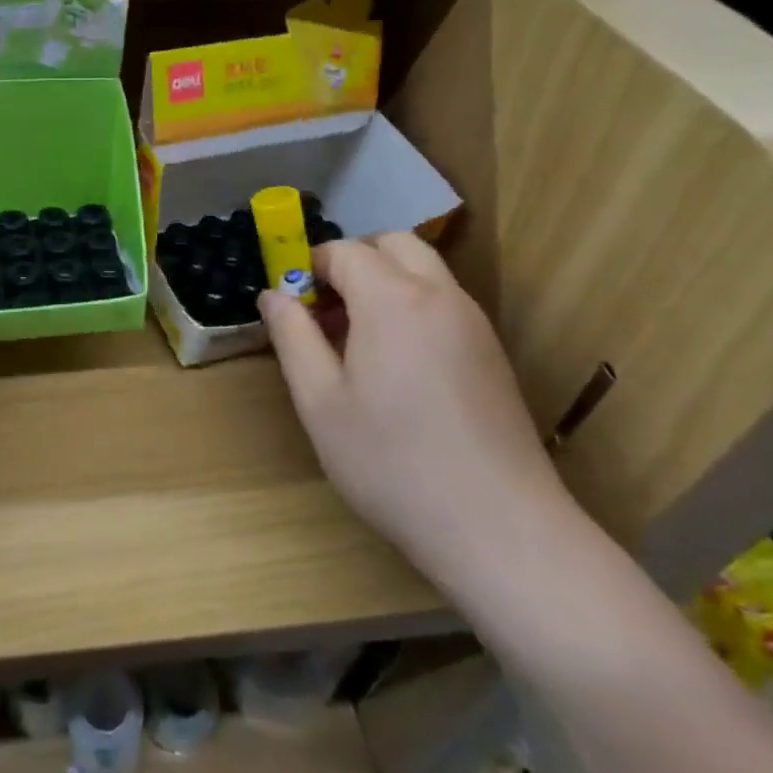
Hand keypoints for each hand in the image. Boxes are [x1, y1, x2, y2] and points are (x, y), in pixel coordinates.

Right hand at [258, 233, 574, 583]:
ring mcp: (474, 322)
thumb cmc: (391, 462)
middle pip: (392, 243)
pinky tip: (396, 364)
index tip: (290, 304)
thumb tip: (273, 294)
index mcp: (392, 299)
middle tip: (324, 309)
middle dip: (351, 261)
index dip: (308, 267)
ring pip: (423, 269)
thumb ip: (292, 336)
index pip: (343, 251)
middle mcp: (439, 295)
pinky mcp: (492, 352)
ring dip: (384, 280)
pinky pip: (444, 301)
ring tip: (356, 338)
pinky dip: (412, 304)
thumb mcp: (320, 401)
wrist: (498, 528)